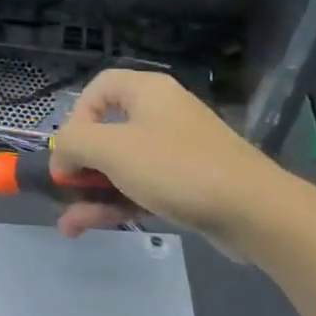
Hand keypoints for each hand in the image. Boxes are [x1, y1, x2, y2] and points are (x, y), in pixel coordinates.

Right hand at [51, 69, 280, 242]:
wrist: (253, 211)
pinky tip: (89, 227)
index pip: (98, 88)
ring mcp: (175, 151)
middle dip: (80, 165)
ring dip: (92, 193)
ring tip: (69, 224)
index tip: (70, 149)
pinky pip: (141, 187)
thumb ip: (74, 144)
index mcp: (146, 92)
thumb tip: (62, 157)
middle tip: (64, 190)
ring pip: (121, 166)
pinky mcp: (186, 183)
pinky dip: (116, 204)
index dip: (76, 116)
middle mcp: (160, 114)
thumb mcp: (112, 150)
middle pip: (106, 132)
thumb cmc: (176, 168)